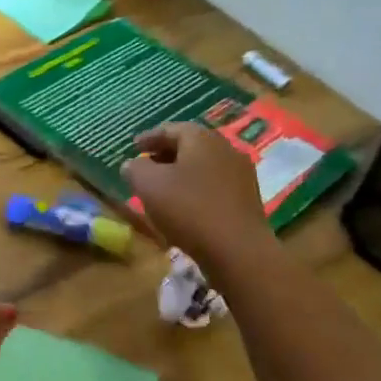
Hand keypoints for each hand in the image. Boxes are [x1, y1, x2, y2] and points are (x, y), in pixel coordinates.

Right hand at [123, 122, 281, 274]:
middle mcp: (225, 149)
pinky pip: (215, 186)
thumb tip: (132, 164)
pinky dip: (197, 190)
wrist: (238, 251)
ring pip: (204, 167)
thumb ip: (135, 168)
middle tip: (146, 166)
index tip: (133, 147)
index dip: (149, 137)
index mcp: (201, 138)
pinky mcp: (248, 201)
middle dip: (166, 154)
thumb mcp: (148, 184)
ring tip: (162, 189)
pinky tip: (185, 207)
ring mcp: (241, 175)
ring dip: (182, 174)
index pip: (171, 129)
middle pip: (190, 146)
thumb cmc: (189, 209)